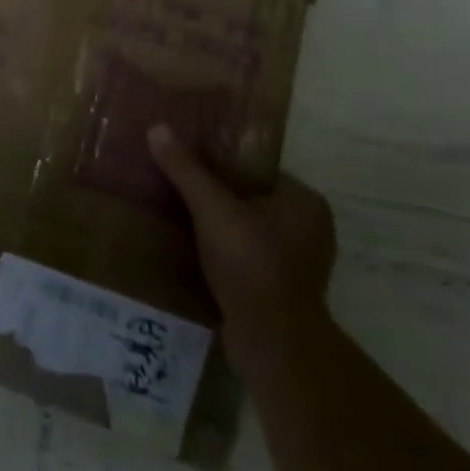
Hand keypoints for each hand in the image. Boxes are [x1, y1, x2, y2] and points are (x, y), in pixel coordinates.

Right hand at [148, 124, 336, 373]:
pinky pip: (250, 255)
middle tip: (178, 188)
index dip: (220, 164)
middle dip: (218, 196)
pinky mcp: (286, 289)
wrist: (272, 342)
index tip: (187, 162)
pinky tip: (197, 250)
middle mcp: (312, 228)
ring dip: (221, 225)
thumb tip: (157, 127)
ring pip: (250, 229)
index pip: (256, 170)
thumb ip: (186, 170)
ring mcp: (301, 261)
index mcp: (305, 201)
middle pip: (252, 199)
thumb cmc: (250, 264)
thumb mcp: (212, 209)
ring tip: (182, 217)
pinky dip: (227, 251)